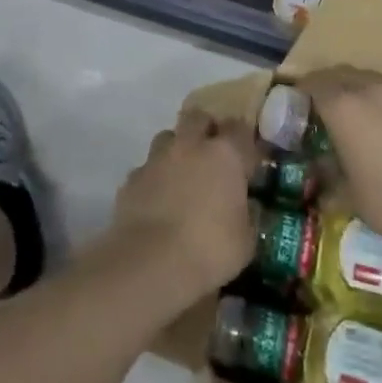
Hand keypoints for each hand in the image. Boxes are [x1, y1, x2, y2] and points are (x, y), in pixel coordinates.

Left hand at [110, 109, 258, 302]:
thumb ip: (248, 216)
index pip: (239, 128)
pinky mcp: (132, 178)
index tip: (246, 157)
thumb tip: (249, 207)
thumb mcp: (245, 241)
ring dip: (177, 150)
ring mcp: (157, 158)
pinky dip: (154, 178)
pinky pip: (147, 168)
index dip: (243, 140)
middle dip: (205, 129)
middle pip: (198, 118)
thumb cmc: (209, 250)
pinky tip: (157, 201)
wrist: (150, 264)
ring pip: (168, 138)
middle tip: (212, 155)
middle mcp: (190, 145)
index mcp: (225, 154)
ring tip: (182, 175)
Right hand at [298, 67, 381, 256]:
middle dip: (327, 84)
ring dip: (356, 84)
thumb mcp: (348, 194)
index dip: (303, 90)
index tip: (298, 100)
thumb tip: (319, 165)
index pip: (314, 85)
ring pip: (368, 75)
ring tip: (356, 102)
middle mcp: (367, 89)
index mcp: (342, 109)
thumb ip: (329, 172)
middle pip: (339, 74)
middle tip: (323, 103)